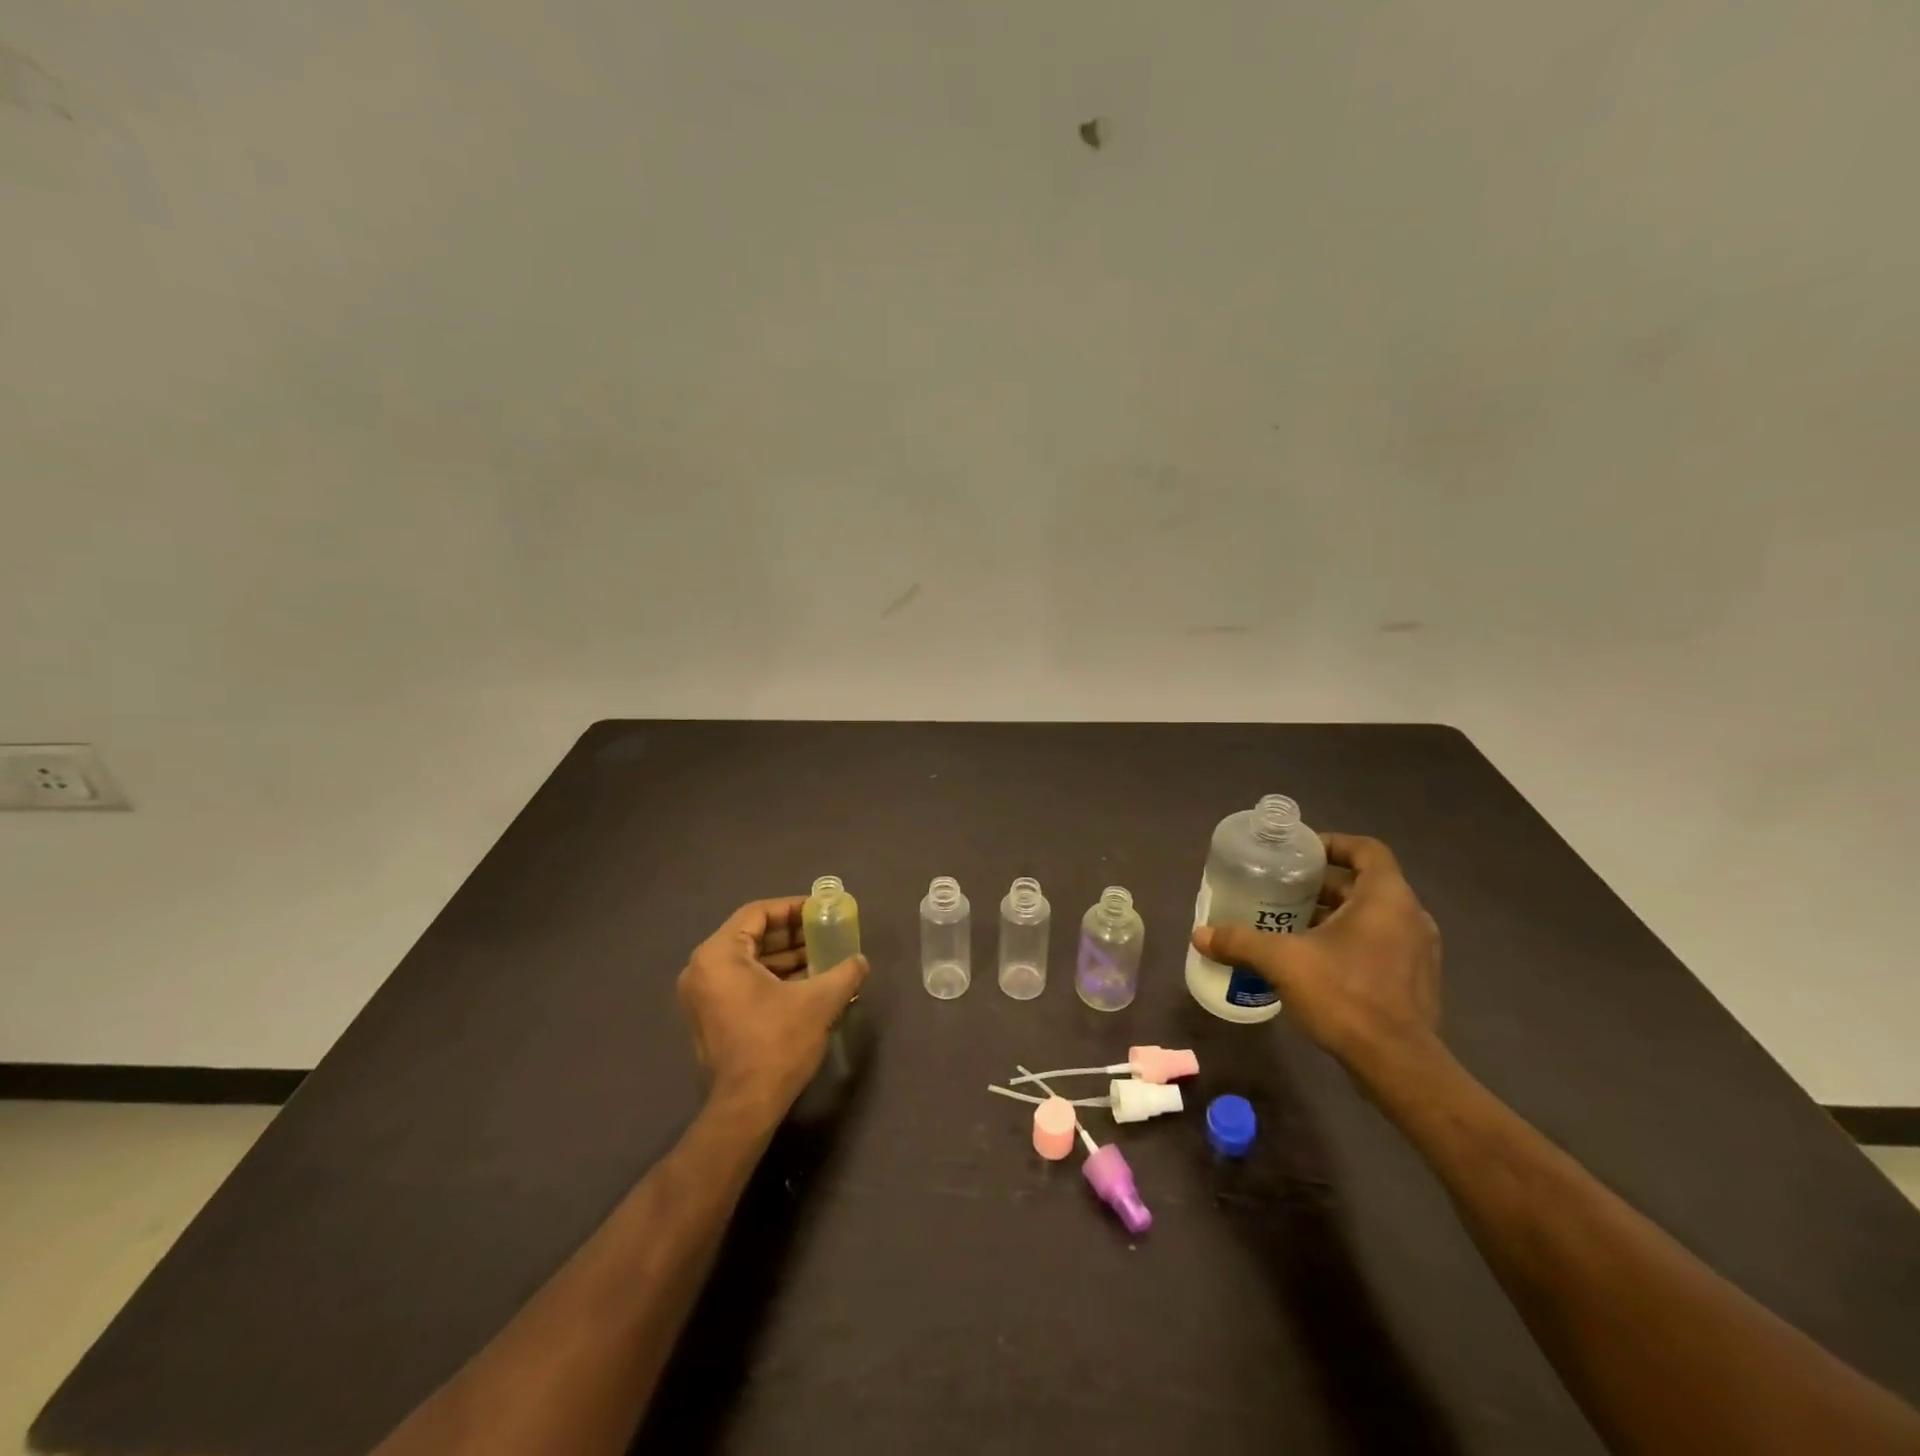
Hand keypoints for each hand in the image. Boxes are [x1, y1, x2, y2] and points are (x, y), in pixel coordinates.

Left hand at [677, 897, 868, 1121]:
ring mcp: (702, 995)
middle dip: (791, 934)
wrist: (746, 1107)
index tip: (820, 911)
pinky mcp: (709, 1017)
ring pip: (748, 960)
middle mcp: (702, 969)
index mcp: (719, 955)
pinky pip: (742, 981)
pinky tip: (805, 982)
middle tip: (825, 933)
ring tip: (822, 957)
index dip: (792, 908)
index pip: (757, 913)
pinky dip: (771, 977)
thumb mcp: (819, 1001)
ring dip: (784, 957)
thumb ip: (844, 972)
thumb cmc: (778, 1043)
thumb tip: (860, 960)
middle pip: (751, 935)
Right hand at [1190, 834, 1441, 1086]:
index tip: (1299, 854)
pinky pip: (1380, 945)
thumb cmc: (1345, 995)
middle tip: (1280, 891)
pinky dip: (1348, 942)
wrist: (1398, 1065)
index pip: (1366, 849)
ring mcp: (1419, 951)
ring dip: (1333, 915)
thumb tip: (1199, 934)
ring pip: (1371, 917)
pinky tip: (1314, 962)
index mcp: (1387, 897)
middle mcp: (1410, 917)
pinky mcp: (1416, 981)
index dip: (1332, 843)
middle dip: (1321, 886)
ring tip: (1290, 925)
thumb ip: (1241, 942)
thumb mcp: (1282, 962)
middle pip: (1363, 884)